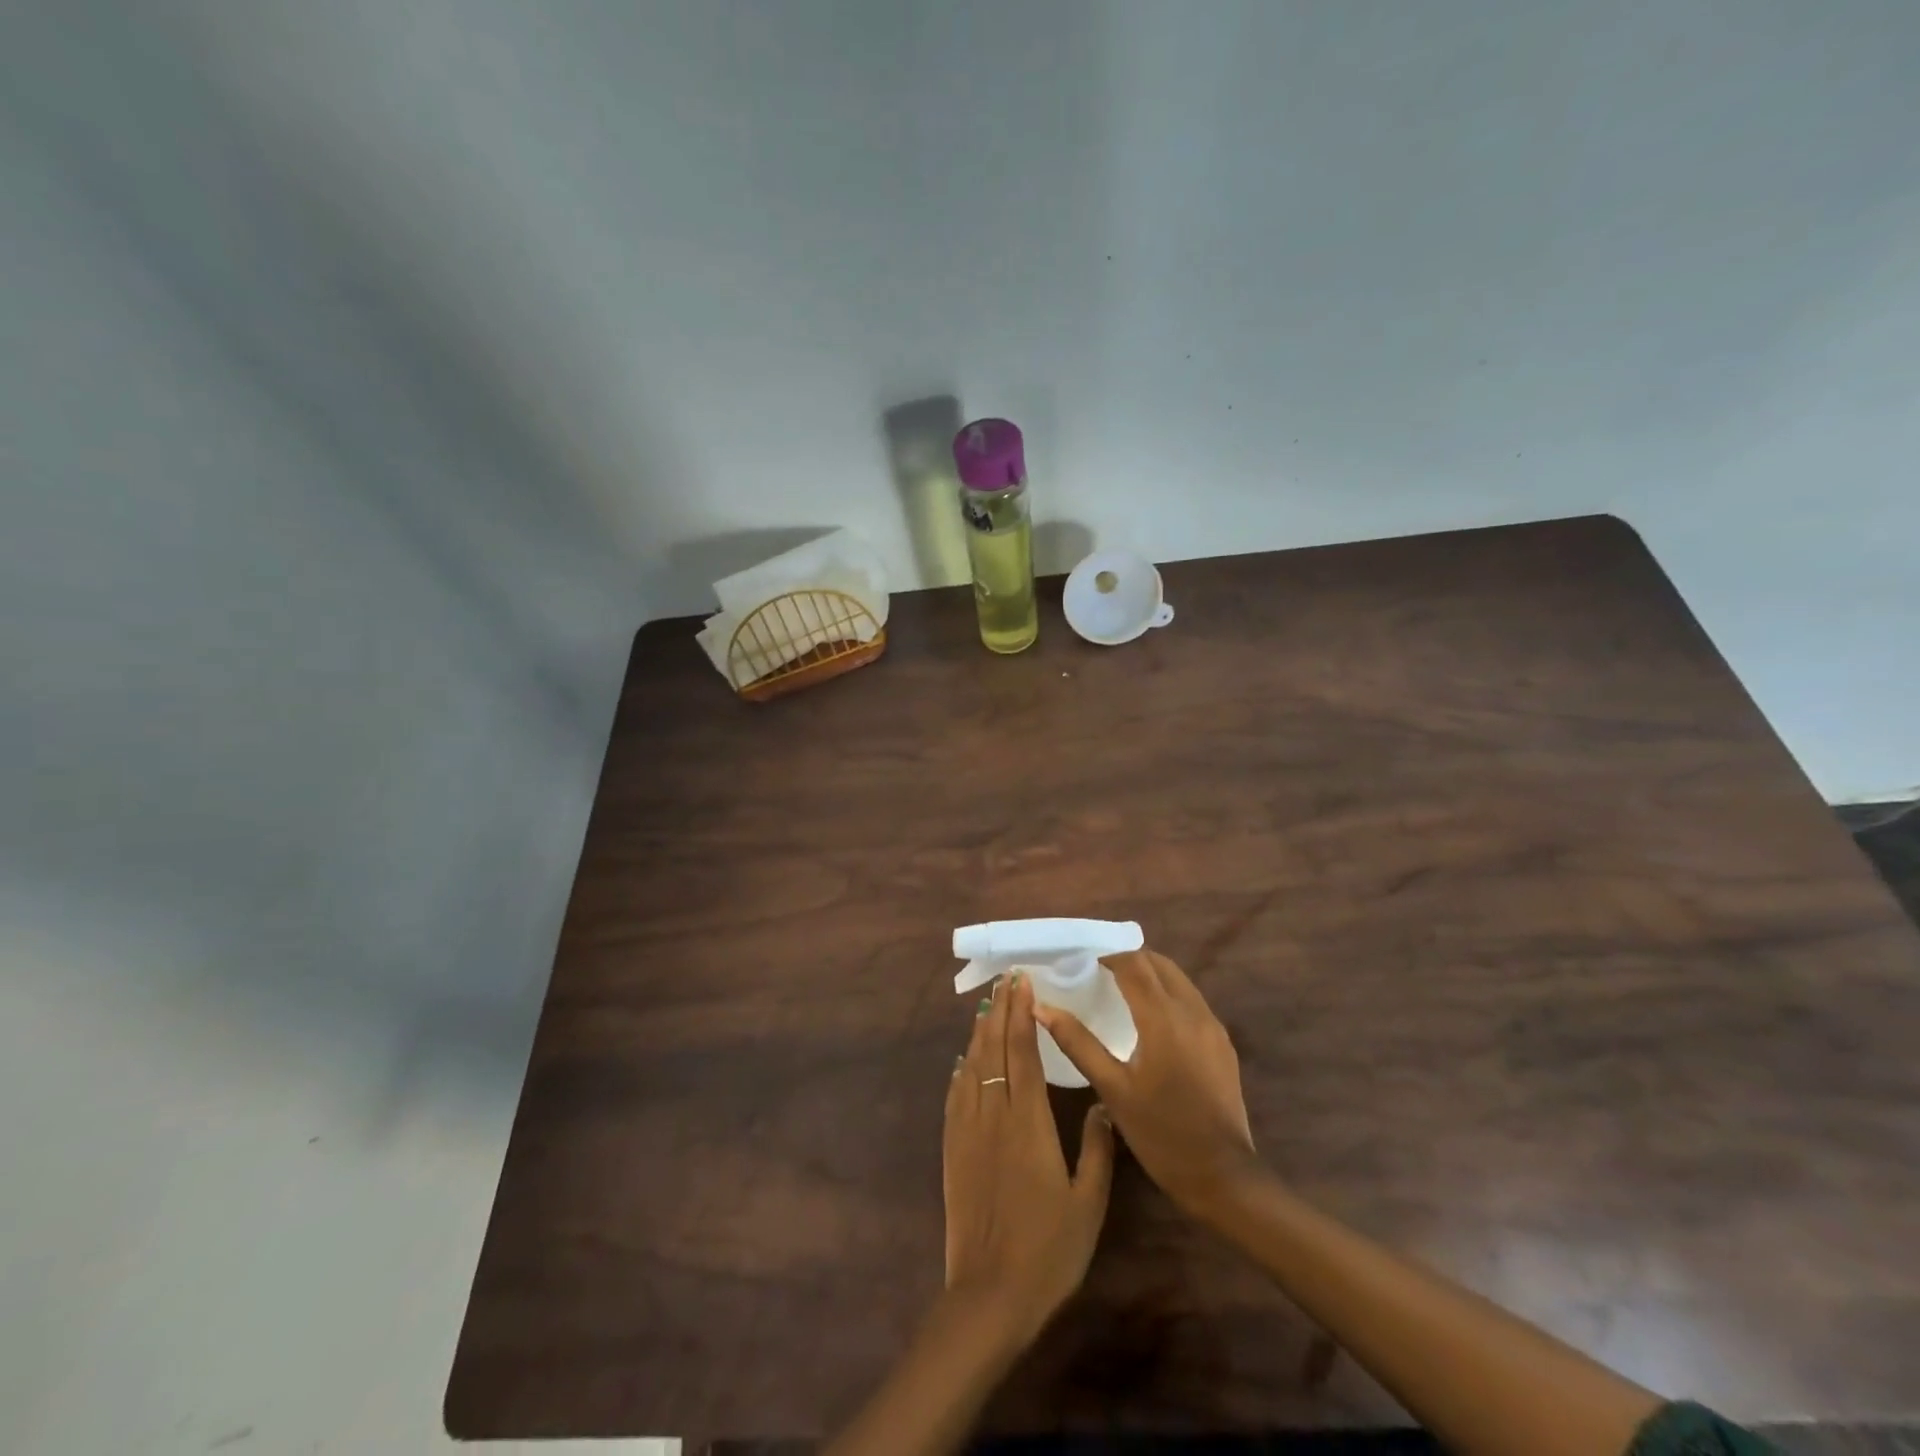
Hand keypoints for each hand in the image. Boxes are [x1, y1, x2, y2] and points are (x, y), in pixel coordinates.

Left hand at [943, 972, 1114, 1347]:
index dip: (1022, 1014)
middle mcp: (993, 1115)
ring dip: (980, 1032)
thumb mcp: (1088, 1204)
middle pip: (993, 1049)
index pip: (1022, 1053)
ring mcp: (967, 1131)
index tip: (1023, 982)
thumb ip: (1097, 1149)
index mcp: (1028, 1123)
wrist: (989, 1296)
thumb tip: (1103, 1104)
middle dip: (1000, 1010)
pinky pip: (955, 1097)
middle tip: (1006, 979)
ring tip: (987, 1005)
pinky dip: (960, 1070)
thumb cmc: (1048, 1251)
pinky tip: (963, 1060)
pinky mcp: (952, 1149)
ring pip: (971, 1067)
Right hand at [1034, 948, 1260, 1220]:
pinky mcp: (1223, 1043)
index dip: (1108, 957)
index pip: (1134, 964)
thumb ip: (1077, 1042)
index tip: (1084, 966)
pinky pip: (1192, 1001)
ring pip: (1179, 980)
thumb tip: (1041, 1007)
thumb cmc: (1160, 1133)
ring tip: (1122, 993)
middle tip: (1100, 975)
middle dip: (1130, 961)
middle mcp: (1192, 1011)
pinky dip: (1168, 995)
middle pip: (1159, 964)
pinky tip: (1151, 1021)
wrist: (1223, 1177)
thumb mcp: (1112, 1089)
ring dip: (1151, 976)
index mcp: (1163, 1018)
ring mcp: (1213, 1026)